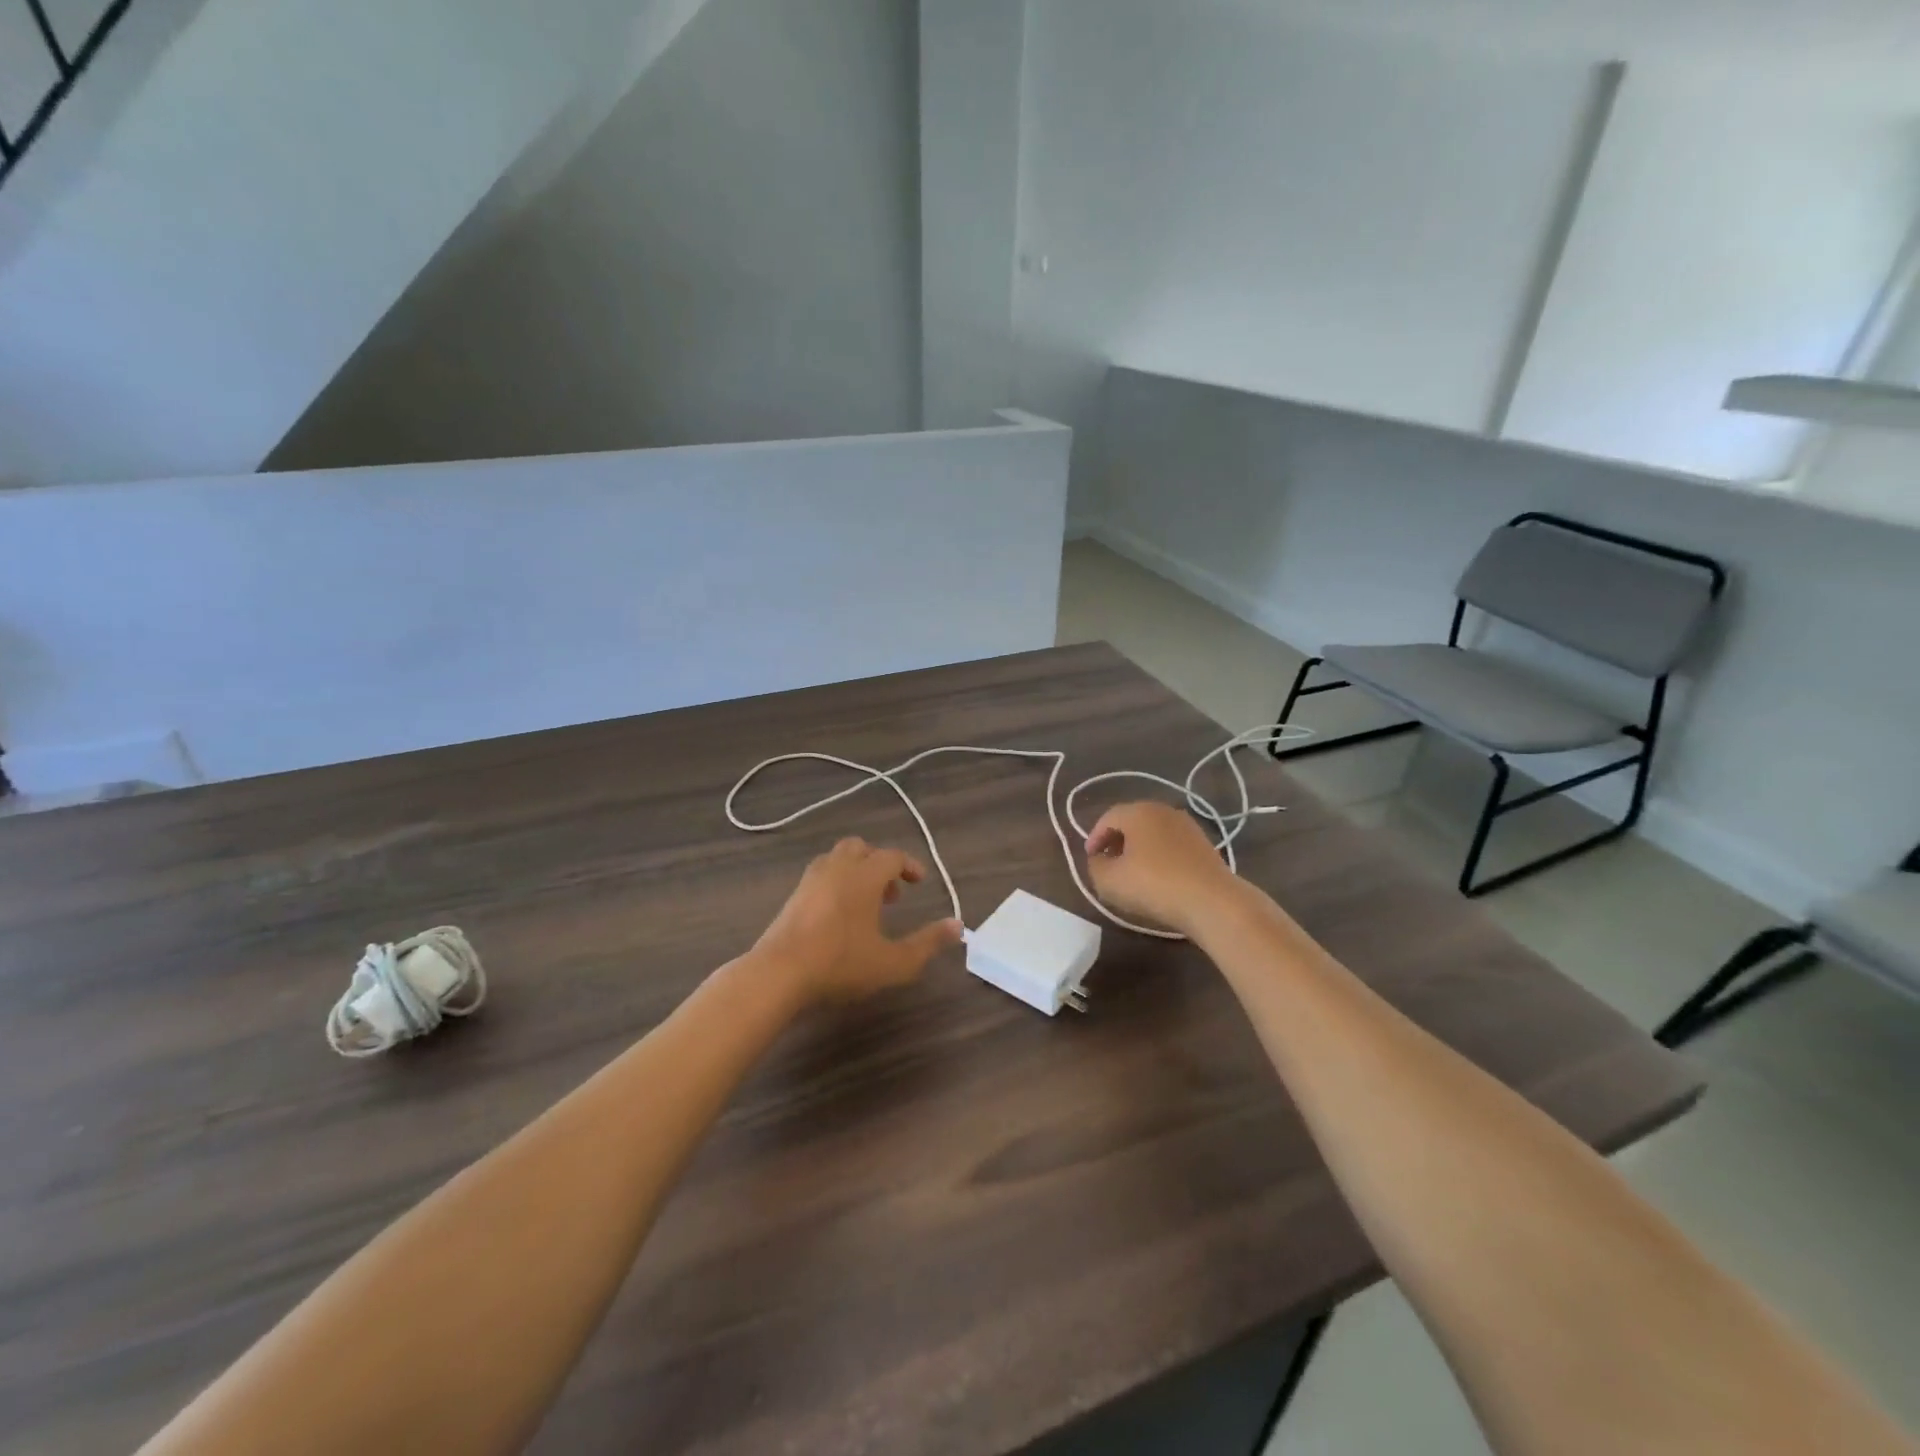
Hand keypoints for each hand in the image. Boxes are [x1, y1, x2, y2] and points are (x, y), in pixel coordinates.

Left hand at [751, 838, 962, 1004]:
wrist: (777, 974)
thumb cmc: (840, 964)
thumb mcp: (893, 962)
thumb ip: (927, 943)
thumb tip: (958, 926)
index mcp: (864, 876)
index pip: (892, 857)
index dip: (909, 866)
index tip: (919, 882)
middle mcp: (837, 868)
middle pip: (860, 848)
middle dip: (879, 863)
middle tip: (891, 892)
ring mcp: (810, 880)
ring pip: (836, 859)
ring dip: (856, 871)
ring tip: (865, 903)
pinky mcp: (792, 897)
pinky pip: (820, 875)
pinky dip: (835, 882)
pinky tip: (838, 915)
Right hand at [1084, 802, 1239, 934]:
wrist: (1213, 902)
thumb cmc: (1154, 885)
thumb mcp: (1109, 881)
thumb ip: (1095, 866)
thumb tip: (1099, 859)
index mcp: (1138, 811)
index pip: (1107, 818)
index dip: (1094, 837)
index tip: (1090, 858)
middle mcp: (1163, 810)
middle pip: (1132, 821)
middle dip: (1117, 840)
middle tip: (1108, 862)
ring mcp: (1188, 826)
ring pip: (1154, 833)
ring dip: (1139, 848)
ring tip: (1132, 872)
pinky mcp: (1205, 844)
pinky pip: (1172, 845)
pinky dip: (1159, 856)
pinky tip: (1158, 877)